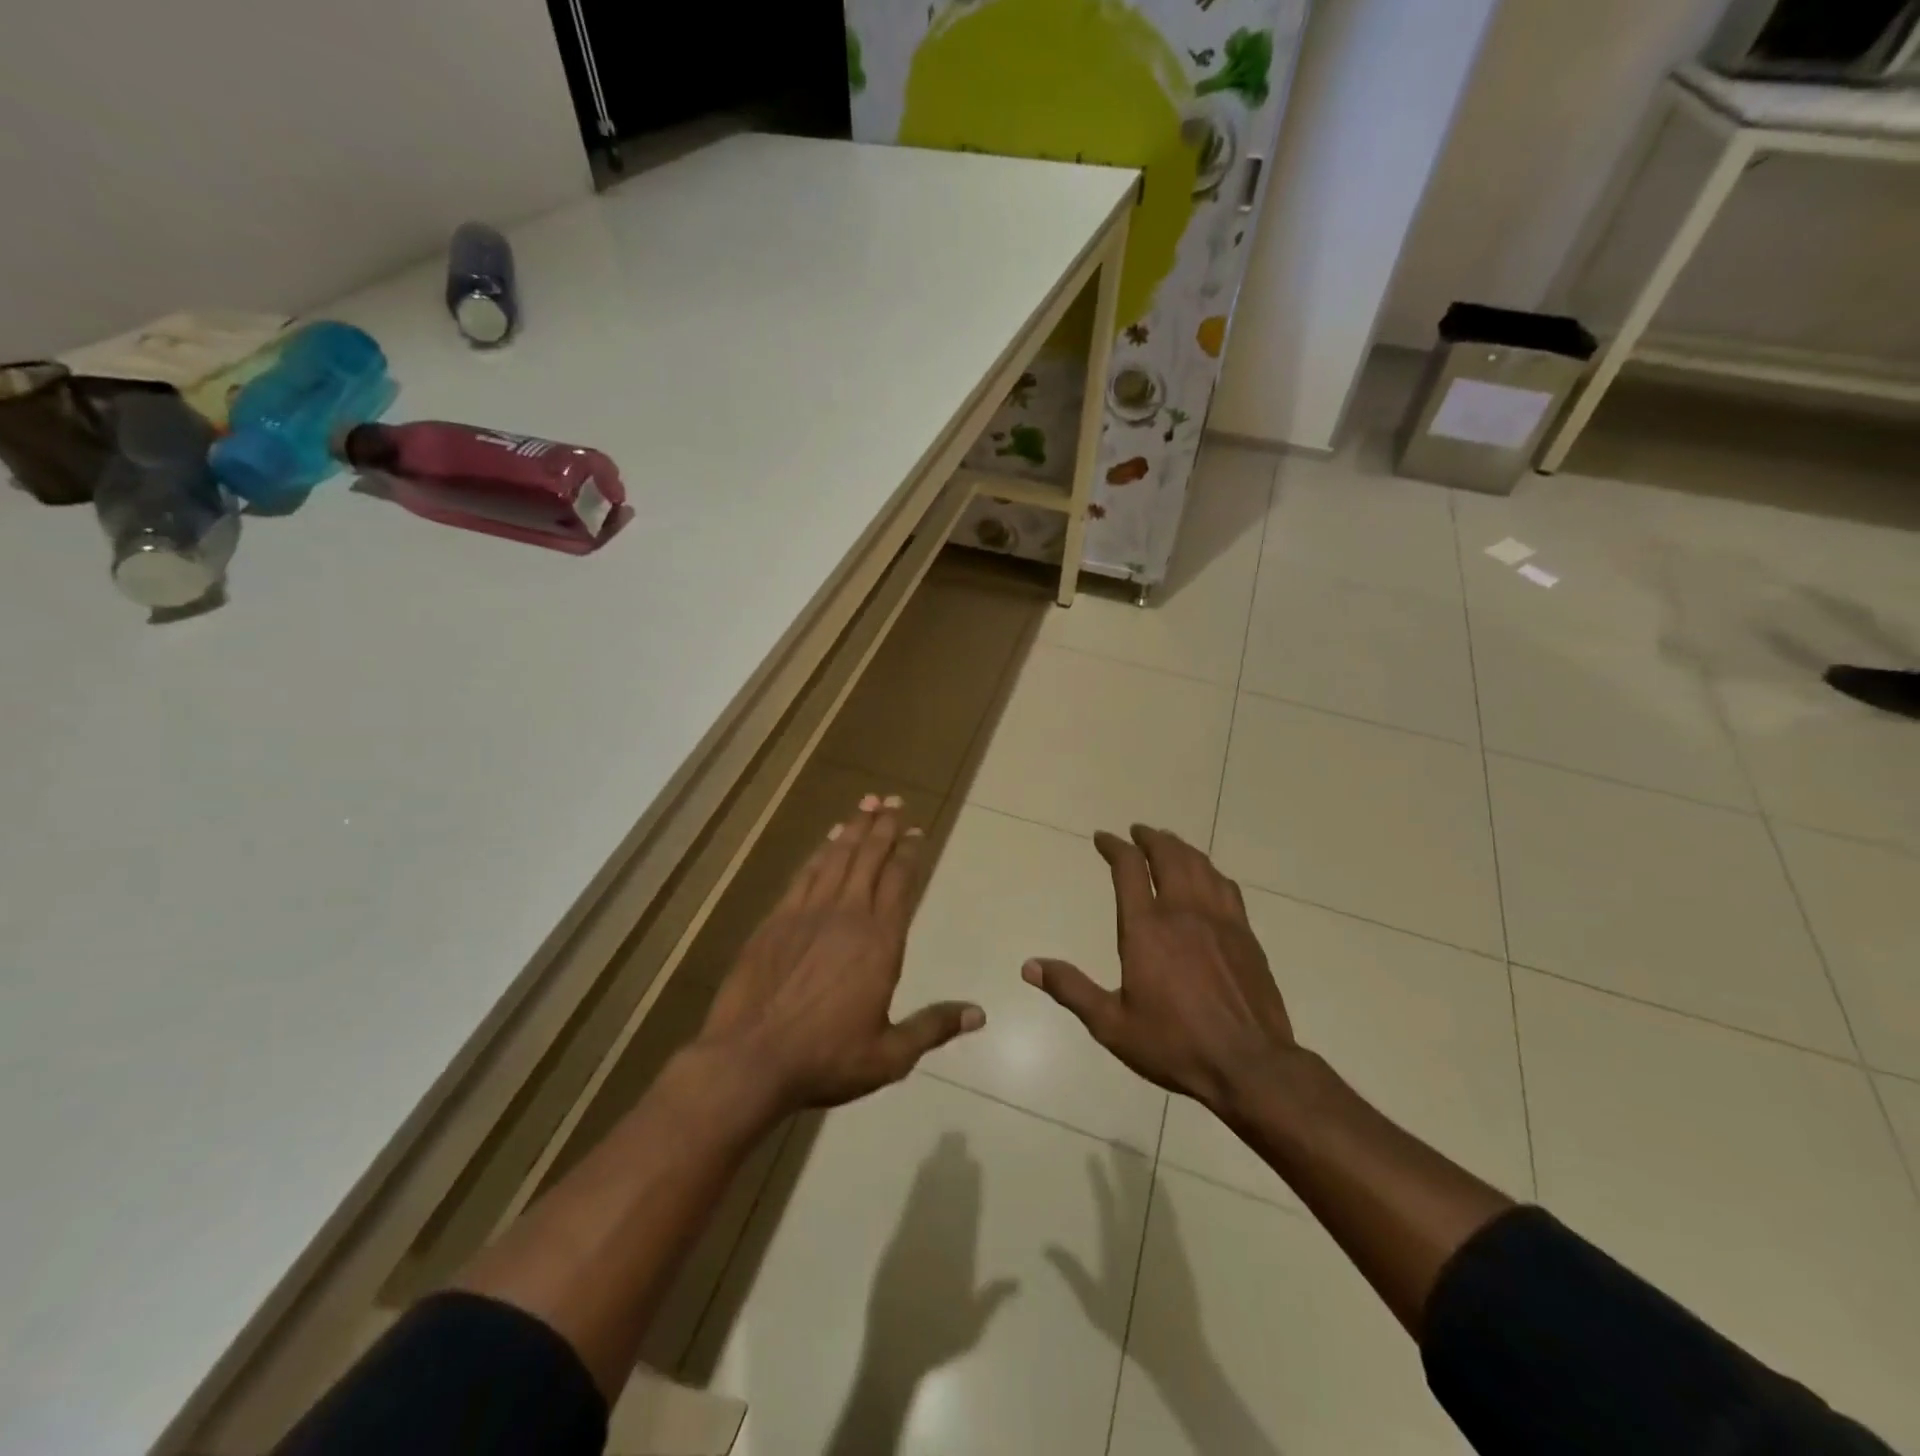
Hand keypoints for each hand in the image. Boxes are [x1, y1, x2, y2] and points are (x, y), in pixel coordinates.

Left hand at [700, 795, 983, 1112]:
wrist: (750, 1059)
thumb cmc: (826, 1058)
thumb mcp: (889, 1055)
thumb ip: (934, 1027)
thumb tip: (978, 1013)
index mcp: (880, 940)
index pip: (899, 882)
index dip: (909, 852)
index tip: (916, 831)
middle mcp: (847, 914)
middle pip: (869, 857)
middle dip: (883, 826)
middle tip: (893, 800)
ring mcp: (808, 913)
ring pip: (837, 857)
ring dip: (854, 828)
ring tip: (866, 804)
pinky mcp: (776, 920)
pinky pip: (804, 874)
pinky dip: (819, 852)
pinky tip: (826, 841)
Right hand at [1023, 825, 1292, 1114]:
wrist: (1249, 1065)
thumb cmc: (1175, 1045)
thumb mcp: (1112, 1024)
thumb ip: (1071, 990)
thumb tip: (1029, 967)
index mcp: (1146, 929)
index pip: (1128, 869)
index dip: (1114, 847)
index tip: (1103, 838)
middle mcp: (1183, 912)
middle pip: (1168, 855)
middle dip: (1150, 838)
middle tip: (1138, 831)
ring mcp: (1219, 920)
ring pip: (1200, 865)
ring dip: (1180, 847)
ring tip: (1168, 843)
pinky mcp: (1245, 934)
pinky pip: (1226, 886)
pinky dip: (1210, 870)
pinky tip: (1208, 876)